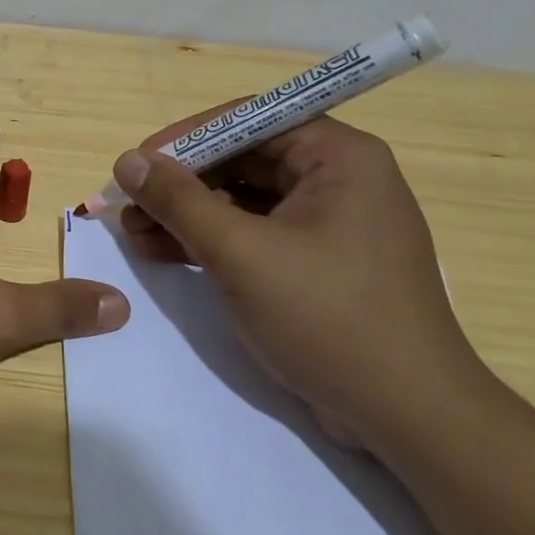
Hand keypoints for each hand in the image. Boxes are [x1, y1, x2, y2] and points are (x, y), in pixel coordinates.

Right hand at [113, 109, 488, 452]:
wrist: (406, 415)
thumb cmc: (328, 317)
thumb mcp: (241, 254)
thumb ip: (179, 201)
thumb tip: (127, 160)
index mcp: (339, 157)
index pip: (249, 120)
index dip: (186, 138)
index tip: (137, 164)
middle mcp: (339, 179)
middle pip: (243, 159)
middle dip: (180, 183)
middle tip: (128, 205)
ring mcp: (330, 224)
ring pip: (243, 200)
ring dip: (187, 214)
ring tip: (134, 234)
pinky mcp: (318, 263)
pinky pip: (255, 234)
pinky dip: (210, 241)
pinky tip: (164, 253)